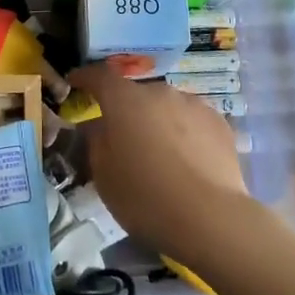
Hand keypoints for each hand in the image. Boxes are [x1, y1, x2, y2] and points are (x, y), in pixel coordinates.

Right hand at [71, 61, 254, 266]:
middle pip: (136, 94)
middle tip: (123, 138)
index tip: (75, 82)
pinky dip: (184, 133)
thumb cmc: (145, 198)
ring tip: (160, 154)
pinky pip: (192, 121)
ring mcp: (193, 104)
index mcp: (125, 100)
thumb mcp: (104, 176)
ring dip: (157, 121)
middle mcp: (159, 92)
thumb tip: (98, 125)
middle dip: (126, 110)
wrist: (210, 218)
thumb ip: (96, 141)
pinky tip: (188, 161)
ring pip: (166, 107)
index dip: (85, 77)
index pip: (99, 76)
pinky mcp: (219, 122)